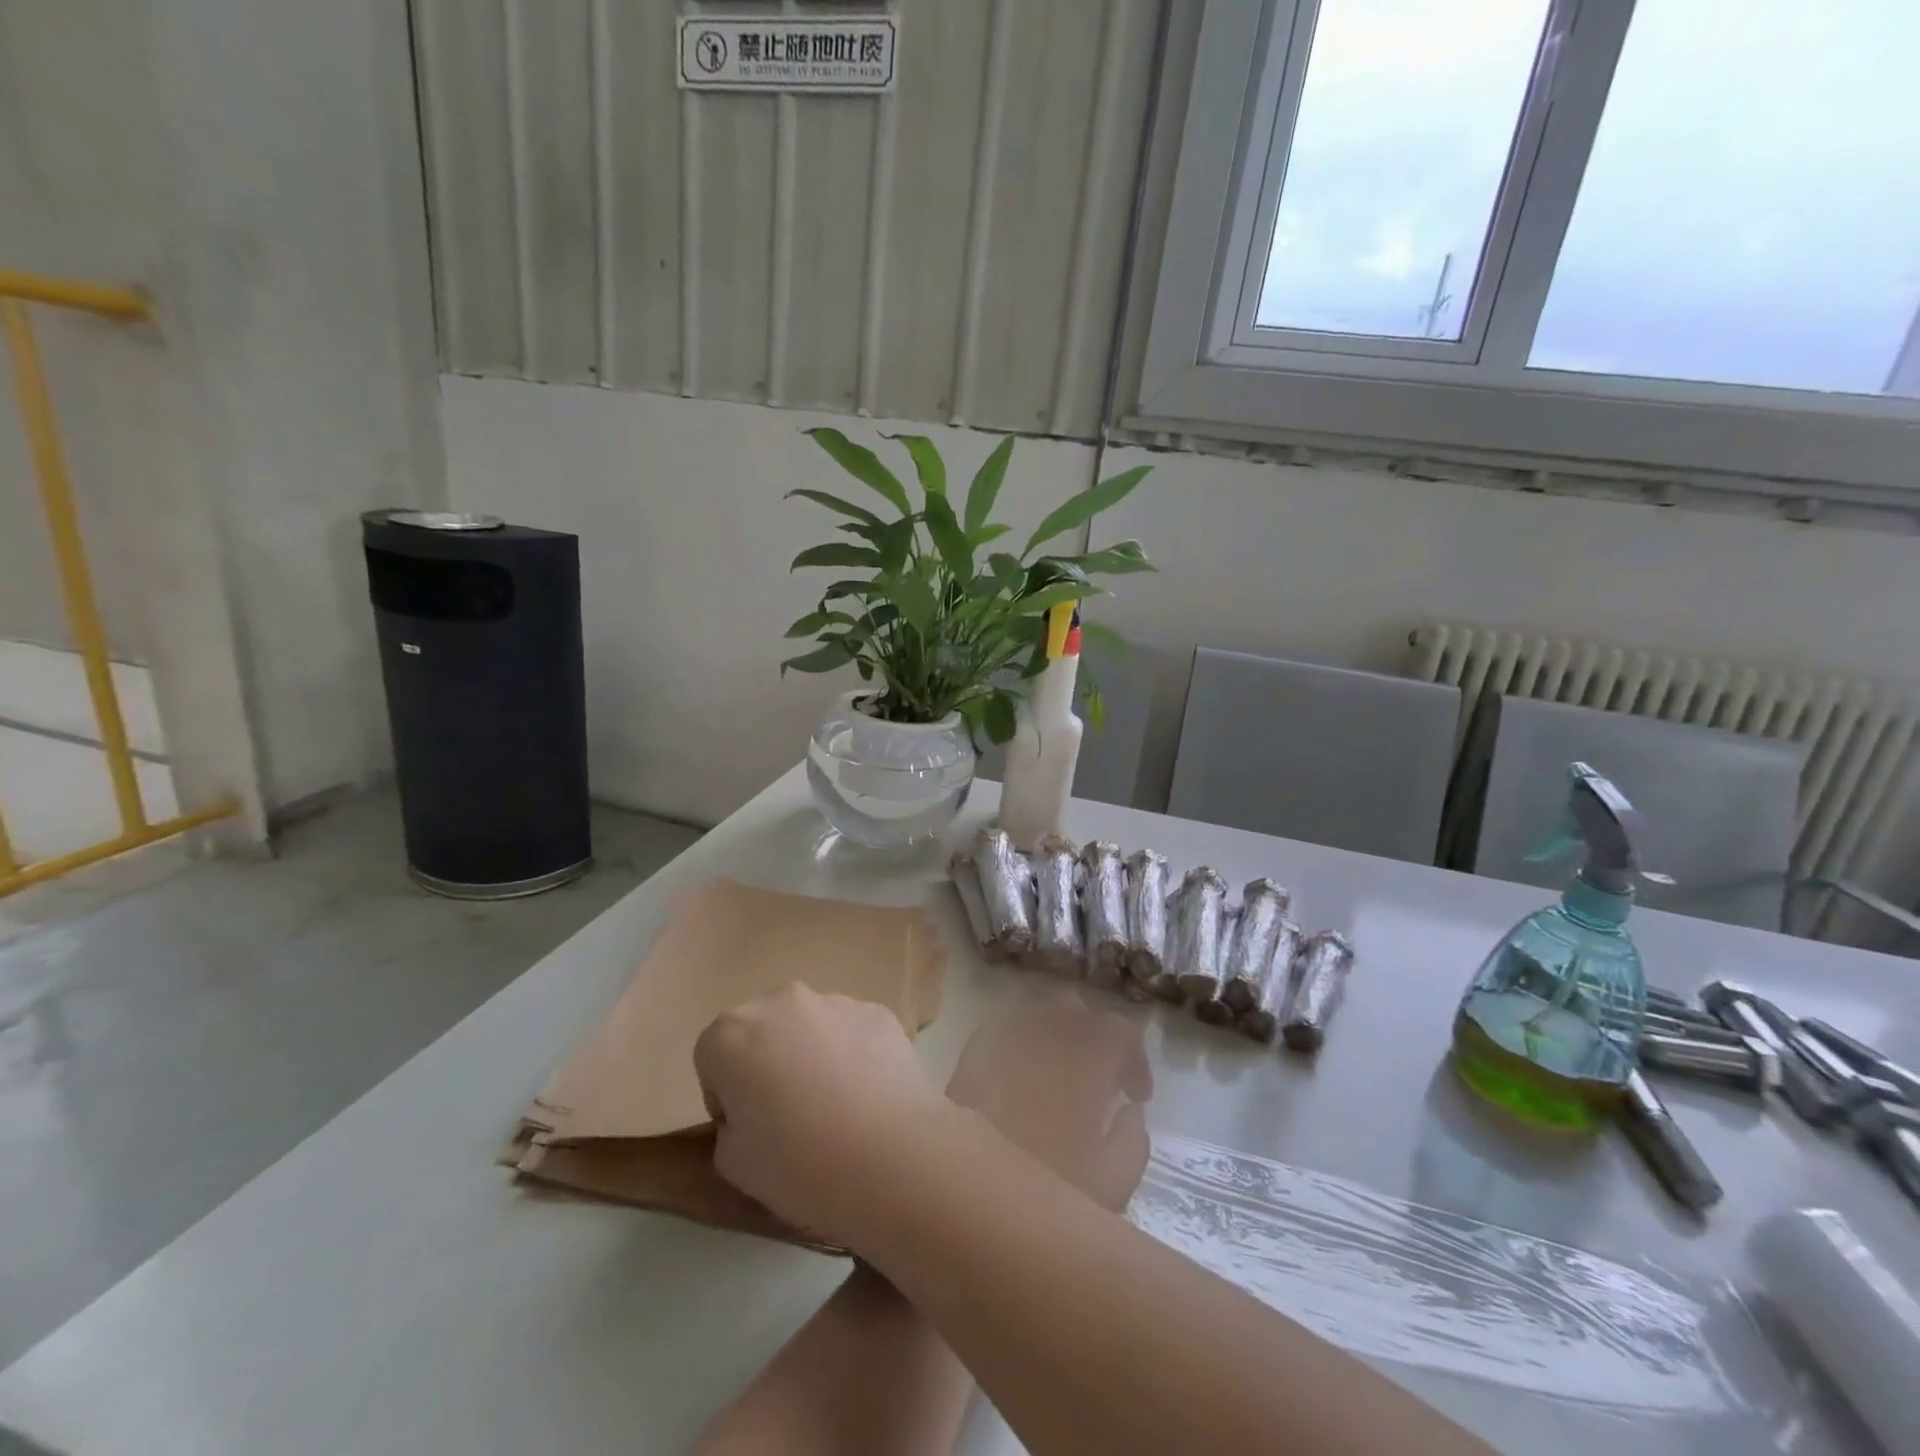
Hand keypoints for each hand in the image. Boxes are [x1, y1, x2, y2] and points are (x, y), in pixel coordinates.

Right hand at [695, 983, 945, 1242]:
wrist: (889, 1156)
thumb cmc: (797, 1164)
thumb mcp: (732, 1162)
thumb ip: (731, 1124)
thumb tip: (756, 1110)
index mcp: (732, 1032)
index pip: (712, 1057)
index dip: (725, 1095)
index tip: (747, 1128)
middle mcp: (782, 1001)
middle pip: (763, 1030)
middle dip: (768, 1062)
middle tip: (790, 1115)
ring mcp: (835, 1001)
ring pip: (811, 1027)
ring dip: (813, 1054)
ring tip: (837, 1107)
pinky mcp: (878, 1012)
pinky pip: (853, 1032)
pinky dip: (854, 1055)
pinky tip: (869, 1096)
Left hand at [945, 992, 1152, 1211]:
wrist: (966, 1189)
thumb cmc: (1049, 1187)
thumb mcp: (1112, 1184)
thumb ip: (1132, 1141)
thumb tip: (1131, 1111)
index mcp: (1088, 1054)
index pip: (1121, 1029)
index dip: (1134, 1058)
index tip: (1136, 1097)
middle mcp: (1048, 1030)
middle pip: (1077, 1011)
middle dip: (1094, 1039)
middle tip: (1099, 1085)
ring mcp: (1006, 1035)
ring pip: (1039, 1017)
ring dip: (1056, 1040)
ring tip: (1060, 1084)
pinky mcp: (973, 1049)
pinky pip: (1005, 1032)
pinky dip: (1022, 1048)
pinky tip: (1020, 1084)